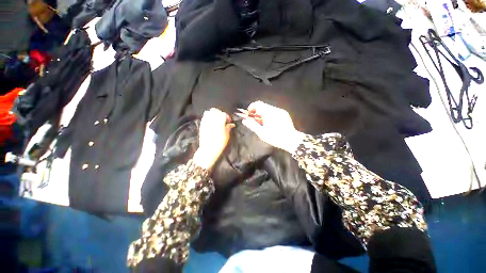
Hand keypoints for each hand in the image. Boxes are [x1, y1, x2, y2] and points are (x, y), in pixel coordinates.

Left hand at [193, 108, 234, 169]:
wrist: (209, 149)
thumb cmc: (220, 143)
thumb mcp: (227, 135)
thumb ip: (228, 127)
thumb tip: (231, 124)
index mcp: (220, 121)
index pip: (224, 114)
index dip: (227, 117)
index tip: (229, 121)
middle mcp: (212, 119)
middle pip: (215, 111)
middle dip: (220, 113)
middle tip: (222, 119)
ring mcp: (205, 121)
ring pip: (209, 112)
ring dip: (213, 114)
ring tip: (216, 120)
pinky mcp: (201, 125)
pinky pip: (204, 117)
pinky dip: (208, 118)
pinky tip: (211, 123)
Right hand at [241, 101, 304, 152]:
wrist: (291, 140)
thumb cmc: (275, 137)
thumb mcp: (262, 133)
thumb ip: (252, 125)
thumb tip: (244, 121)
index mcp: (268, 113)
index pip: (257, 104)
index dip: (251, 107)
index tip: (249, 114)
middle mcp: (274, 109)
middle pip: (263, 106)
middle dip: (256, 111)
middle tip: (254, 120)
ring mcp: (280, 111)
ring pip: (268, 108)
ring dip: (263, 113)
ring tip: (261, 123)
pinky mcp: (284, 114)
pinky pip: (274, 111)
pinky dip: (269, 114)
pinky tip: (269, 123)